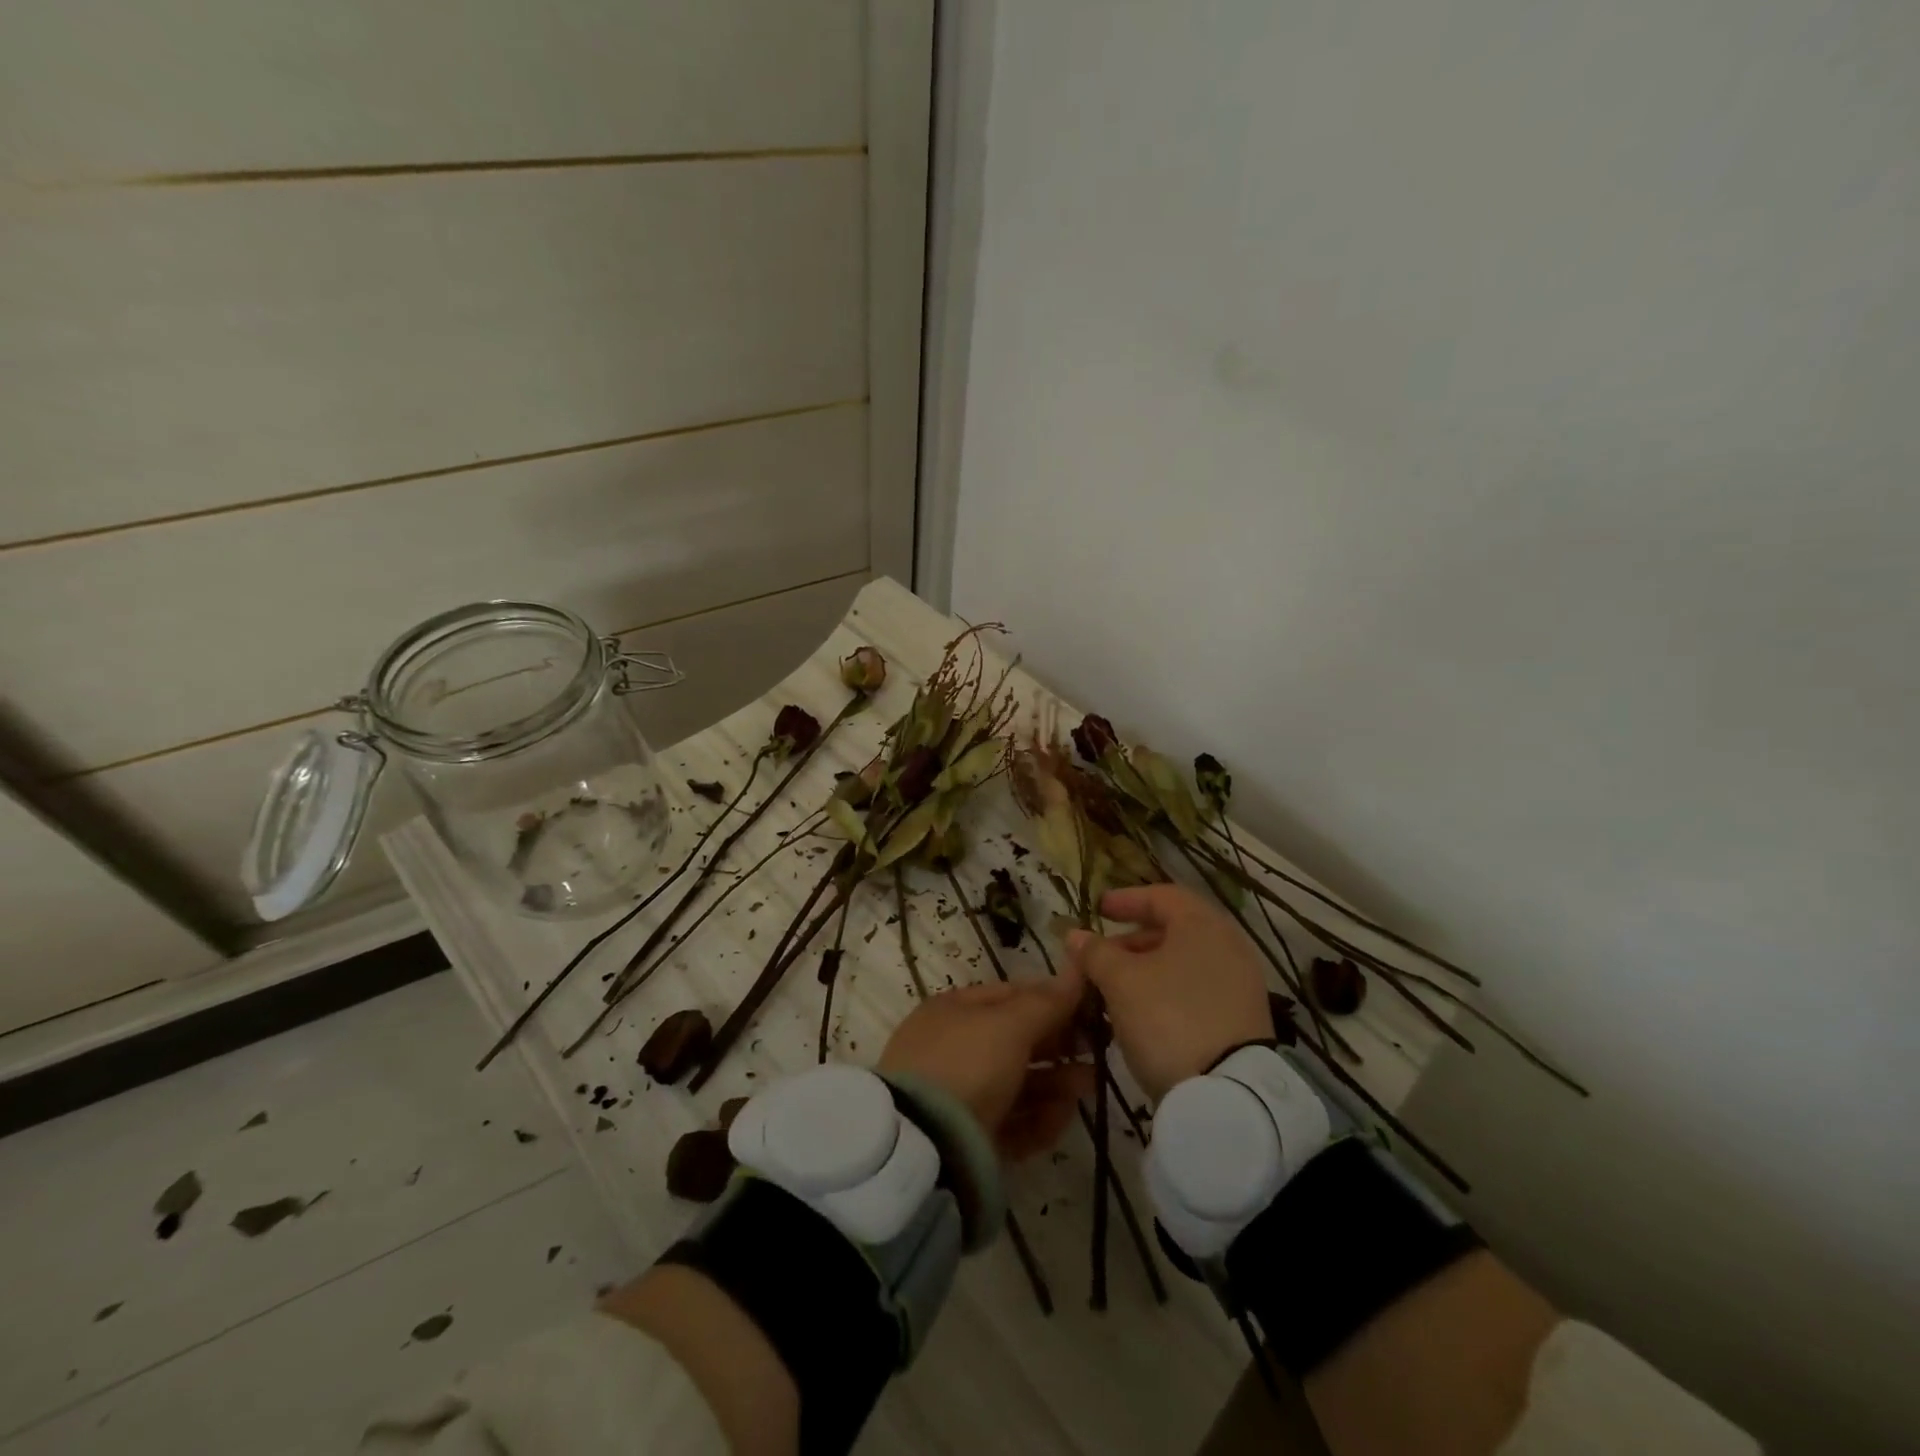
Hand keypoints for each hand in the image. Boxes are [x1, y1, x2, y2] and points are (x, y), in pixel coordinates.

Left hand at [878, 963, 1093, 1160]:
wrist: (923, 1146)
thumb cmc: (967, 1064)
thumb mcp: (1009, 1025)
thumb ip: (1046, 1002)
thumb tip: (1076, 970)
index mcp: (953, 1011)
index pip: (1009, 996)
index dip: (1050, 999)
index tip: (1088, 1008)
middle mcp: (953, 1049)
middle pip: (1015, 1042)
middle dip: (1058, 1044)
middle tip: (1097, 1050)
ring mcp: (959, 1096)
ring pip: (1017, 1084)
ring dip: (1056, 1083)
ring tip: (1088, 1086)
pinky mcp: (969, 1139)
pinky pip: (1011, 1122)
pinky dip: (1039, 1119)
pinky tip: (1063, 1118)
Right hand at [1068, 883, 1273, 1104]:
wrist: (1227, 1095)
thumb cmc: (1168, 1018)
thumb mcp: (1121, 981)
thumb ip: (1096, 953)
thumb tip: (1076, 935)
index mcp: (1203, 924)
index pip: (1162, 896)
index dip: (1127, 900)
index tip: (1098, 910)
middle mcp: (1229, 946)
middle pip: (1175, 930)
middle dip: (1133, 940)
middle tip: (1102, 956)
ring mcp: (1241, 984)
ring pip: (1185, 962)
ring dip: (1147, 969)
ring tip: (1115, 988)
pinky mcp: (1243, 1019)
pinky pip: (1198, 989)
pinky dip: (1168, 990)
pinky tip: (1143, 1014)